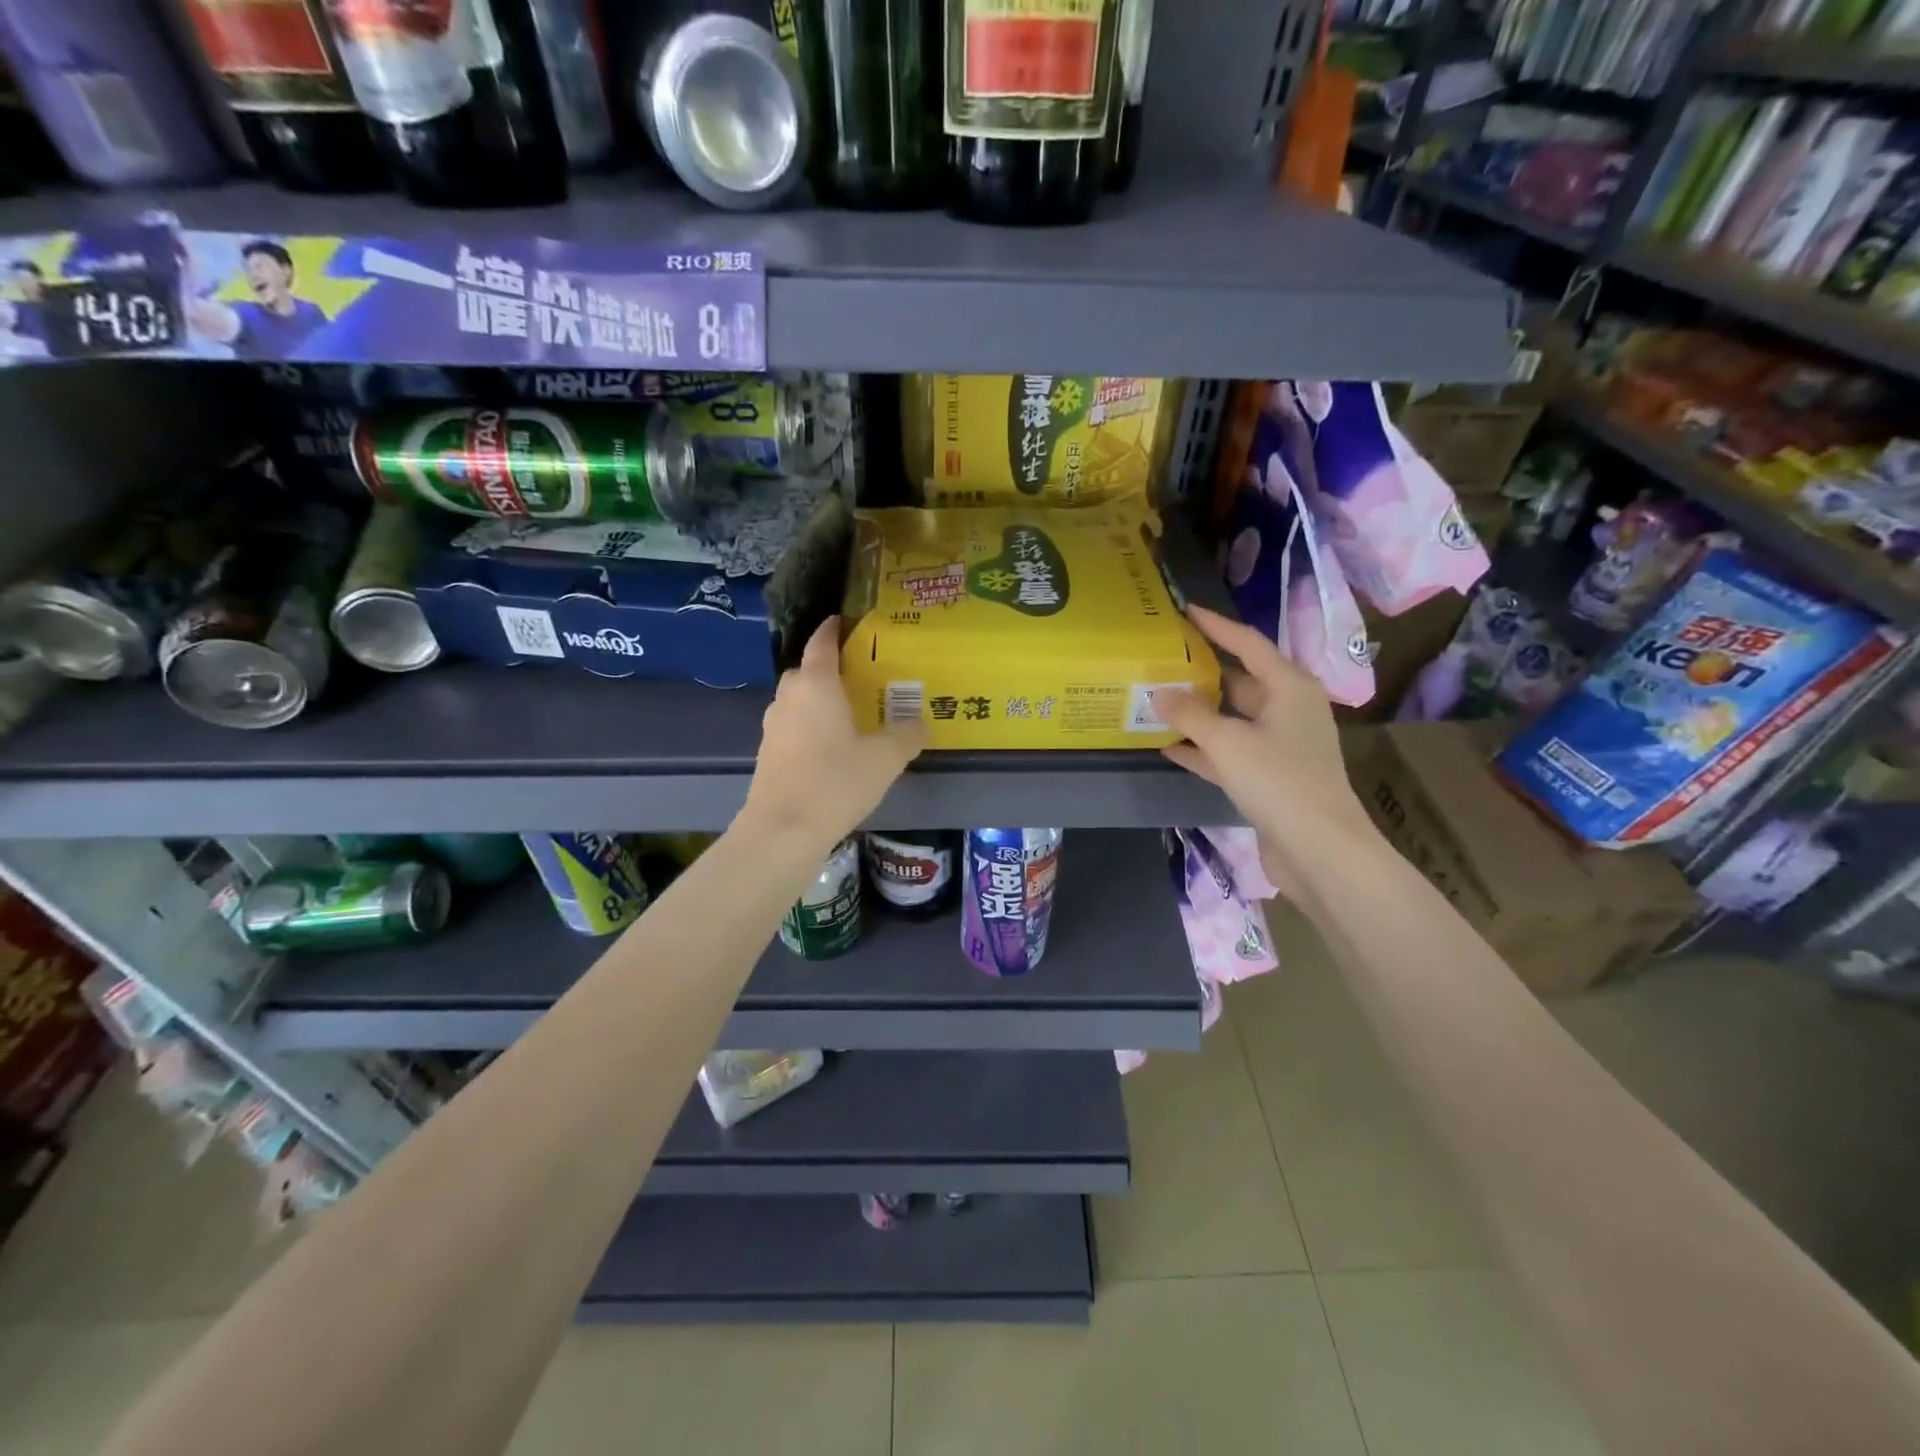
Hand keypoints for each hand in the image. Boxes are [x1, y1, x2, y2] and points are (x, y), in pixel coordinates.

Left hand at [740, 617, 925, 851]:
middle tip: (861, 675)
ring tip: (850, 711)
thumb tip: (920, 723)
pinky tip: (832, 745)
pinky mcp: (768, 752)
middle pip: (808, 670)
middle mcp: (789, 696)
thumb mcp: (885, 759)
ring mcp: (773, 725)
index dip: (834, 629)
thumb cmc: (836, 782)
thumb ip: (906, 735)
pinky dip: (811, 725)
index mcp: (816, 684)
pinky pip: (793, 725)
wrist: (783, 831)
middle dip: (830, 668)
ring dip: (820, 700)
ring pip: (799, 700)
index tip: (847, 621)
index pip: (822, 642)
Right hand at [1153, 606, 1378, 890]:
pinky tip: (1169, 748)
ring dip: (1198, 713)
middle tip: (1163, 659)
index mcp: (1290, 687)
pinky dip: (1203, 749)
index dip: (1216, 626)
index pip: (1249, 643)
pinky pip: (1230, 753)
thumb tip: (1159, 694)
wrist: (1319, 849)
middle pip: (1240, 681)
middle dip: (1203, 672)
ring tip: (1157, 701)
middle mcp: (1289, 710)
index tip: (1185, 610)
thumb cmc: (1278, 780)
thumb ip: (1190, 715)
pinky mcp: (1269, 777)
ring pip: (1232, 719)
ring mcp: (1280, 745)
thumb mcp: (1227, 742)